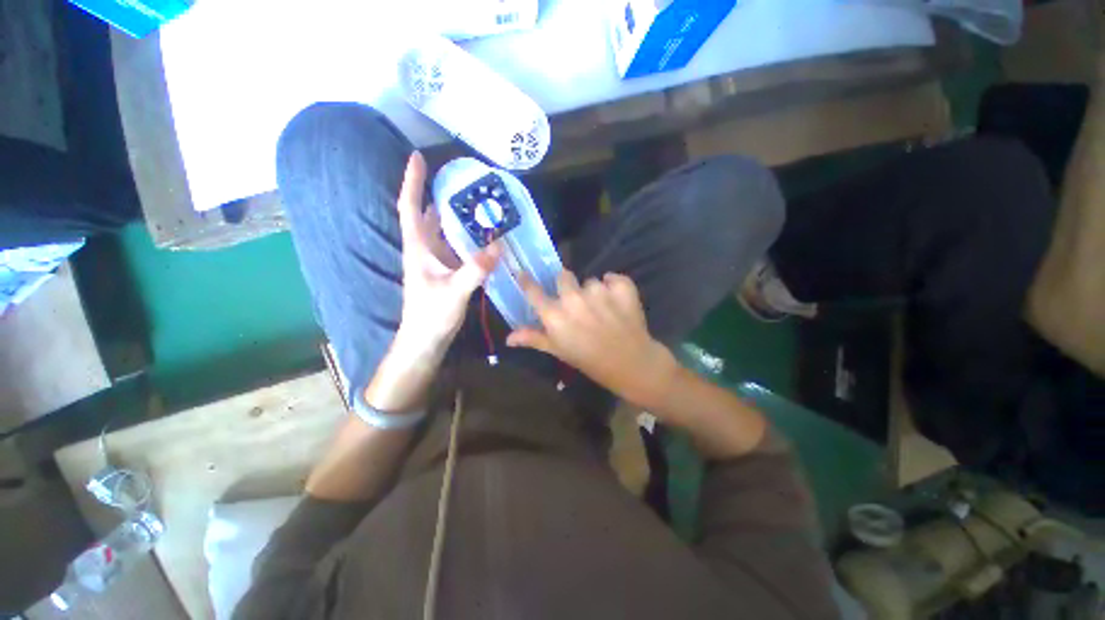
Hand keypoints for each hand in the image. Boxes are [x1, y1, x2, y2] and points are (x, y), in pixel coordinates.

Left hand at [394, 152, 500, 355]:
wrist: (425, 340)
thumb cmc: (431, 315)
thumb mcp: (455, 291)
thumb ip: (475, 269)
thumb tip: (498, 246)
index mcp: (418, 248)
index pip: (410, 207)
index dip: (412, 181)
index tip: (418, 157)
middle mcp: (424, 250)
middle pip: (427, 216)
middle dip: (438, 196)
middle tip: (461, 182)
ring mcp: (434, 262)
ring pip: (442, 232)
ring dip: (454, 217)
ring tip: (476, 204)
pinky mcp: (445, 273)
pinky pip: (454, 248)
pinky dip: (465, 239)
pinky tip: (481, 237)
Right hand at [506, 271, 678, 406]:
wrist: (630, 362)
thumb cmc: (589, 360)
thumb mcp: (558, 351)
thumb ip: (534, 338)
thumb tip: (508, 338)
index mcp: (554, 314)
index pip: (533, 290)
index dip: (527, 281)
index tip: (523, 273)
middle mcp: (573, 298)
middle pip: (563, 276)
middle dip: (567, 286)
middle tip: (577, 302)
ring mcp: (599, 291)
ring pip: (590, 281)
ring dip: (594, 292)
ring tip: (603, 310)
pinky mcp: (621, 287)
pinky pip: (612, 278)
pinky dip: (614, 287)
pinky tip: (617, 302)